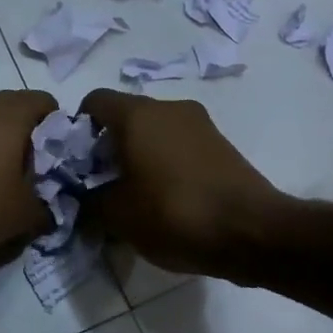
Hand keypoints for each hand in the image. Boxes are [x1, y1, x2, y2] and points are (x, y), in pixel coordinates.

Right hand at [79, 89, 285, 275]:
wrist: (255, 232)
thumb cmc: (175, 214)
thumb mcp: (118, 217)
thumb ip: (89, 201)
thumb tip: (83, 196)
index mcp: (137, 114)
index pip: (94, 101)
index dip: (78, 128)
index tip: (78, 163)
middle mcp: (168, 107)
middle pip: (125, 116)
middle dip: (109, 145)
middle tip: (103, 183)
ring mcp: (199, 123)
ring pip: (155, 130)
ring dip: (139, 155)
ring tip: (136, 195)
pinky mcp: (221, 144)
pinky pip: (180, 145)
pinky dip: (166, 163)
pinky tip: (168, 199)